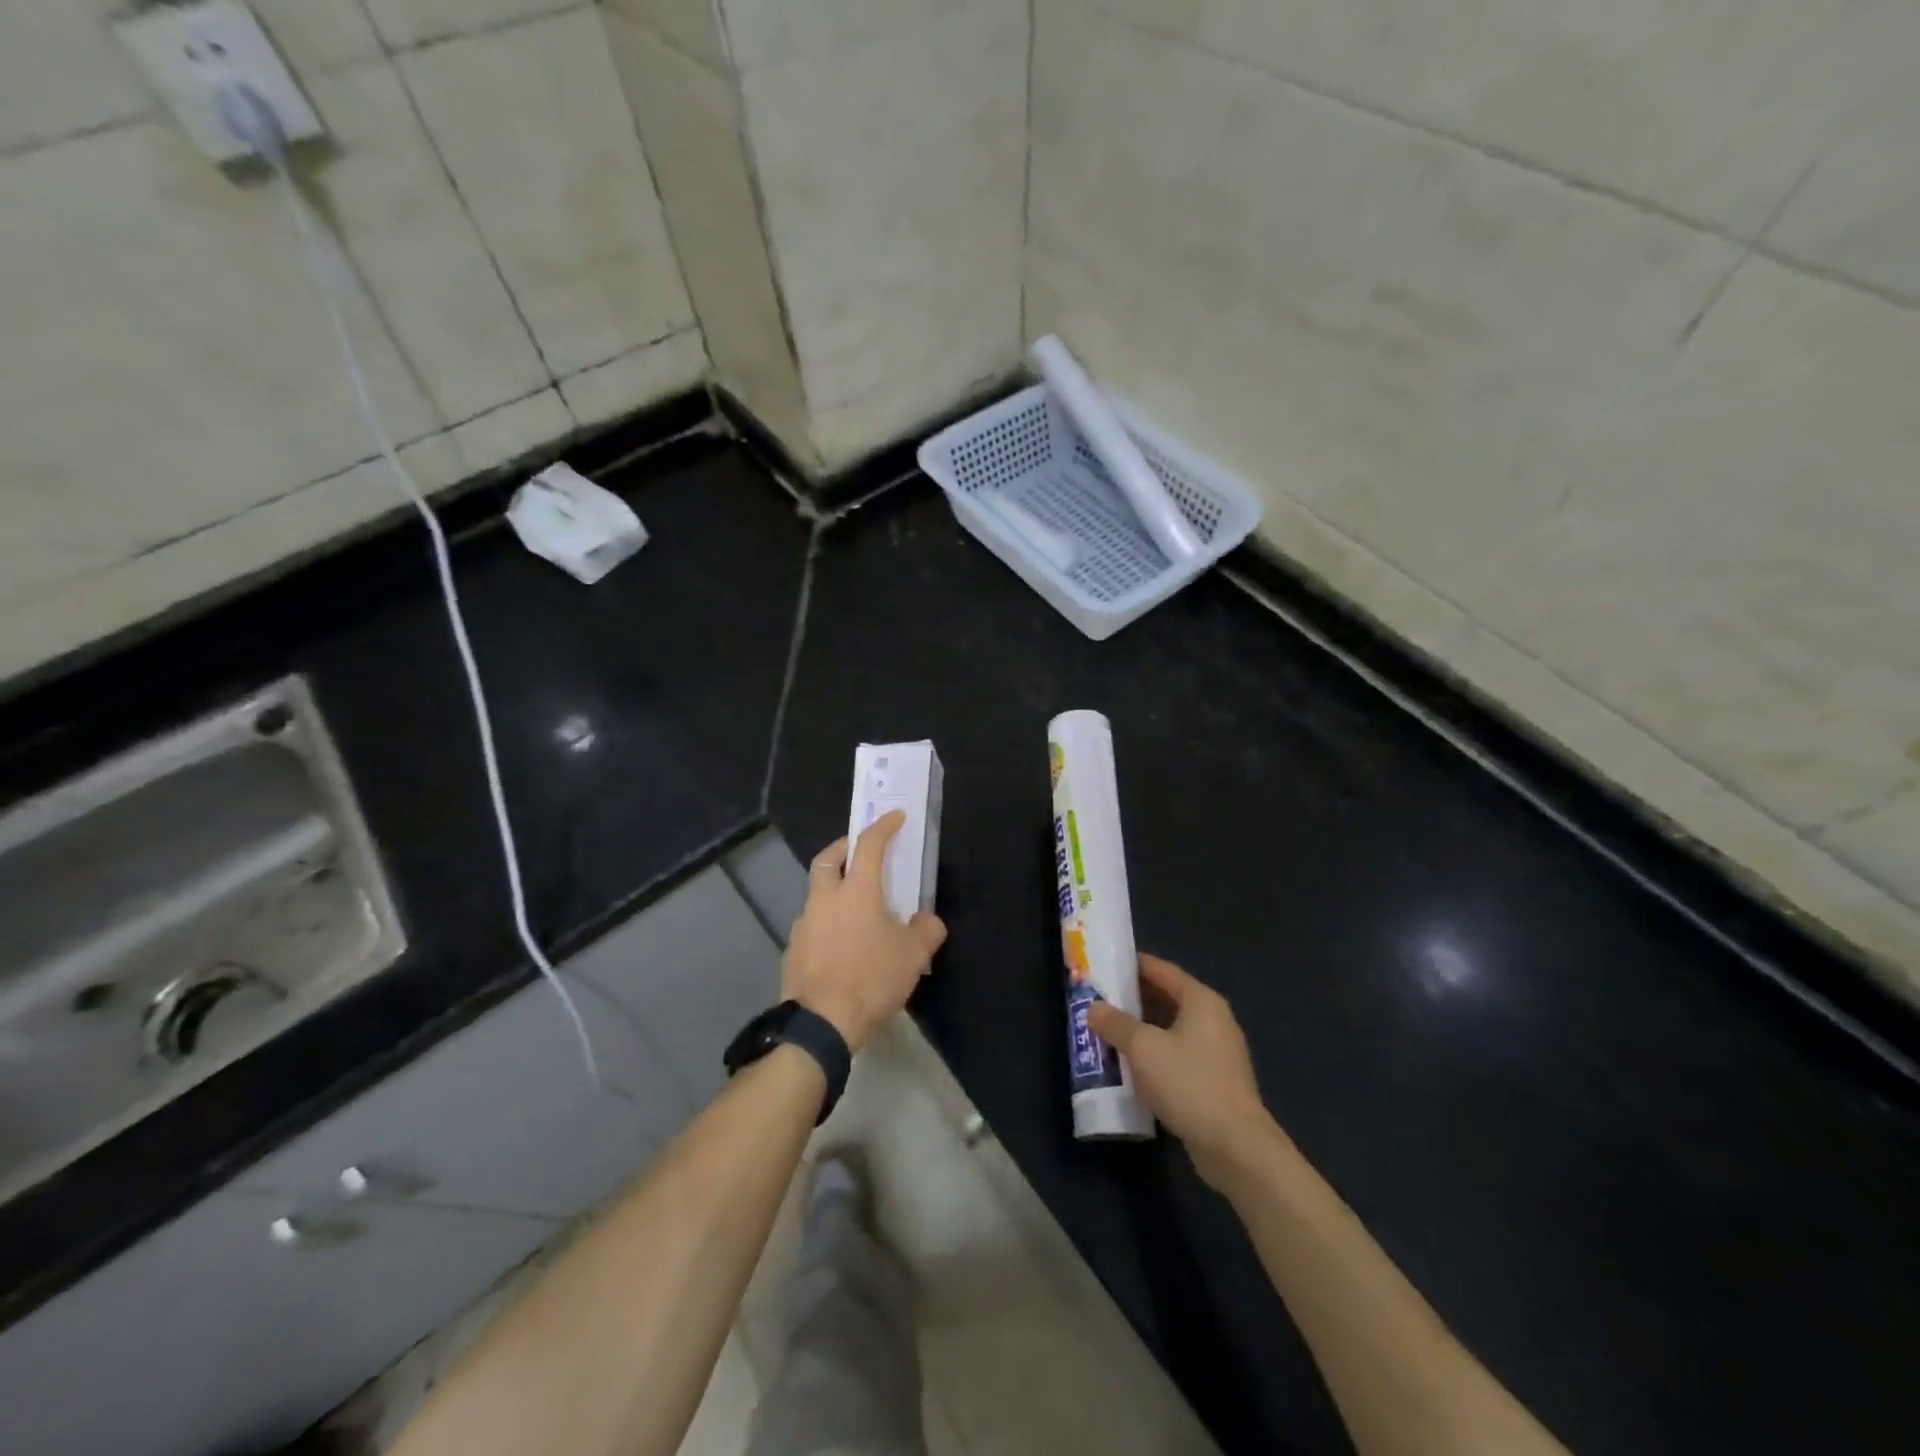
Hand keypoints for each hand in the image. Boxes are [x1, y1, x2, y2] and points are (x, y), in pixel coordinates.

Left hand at [783, 811, 947, 1052]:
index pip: (869, 845)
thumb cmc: (871, 979)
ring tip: (857, 908)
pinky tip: (842, 944)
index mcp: (856, 891)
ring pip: (817, 892)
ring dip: (834, 888)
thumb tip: (927, 922)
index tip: (895, 817)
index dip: (883, 827)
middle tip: (860, 852)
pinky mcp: (793, 949)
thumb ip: (925, 930)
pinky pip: (813, 924)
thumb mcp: (913, 956)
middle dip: (844, 848)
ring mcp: (804, 924)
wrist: (821, 1024)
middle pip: (827, 859)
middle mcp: (825, 899)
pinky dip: (827, 921)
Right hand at [1086, 954, 1275, 1188]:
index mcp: (1201, 1001)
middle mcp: (1214, 1020)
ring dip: (1142, 1030)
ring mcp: (1218, 1053)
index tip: (1107, 963)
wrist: (1235, 1146)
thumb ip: (1116, 1024)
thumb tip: (1094, 1007)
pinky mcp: (1216, 1082)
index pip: (1163, 970)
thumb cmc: (1188, 1083)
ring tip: (1109, 1031)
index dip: (1134, 965)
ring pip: (1172, 1030)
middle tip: (1100, 999)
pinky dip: (1155, 1056)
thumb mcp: (1142, 1048)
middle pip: (1168, 999)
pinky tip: (1132, 1067)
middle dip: (1134, 999)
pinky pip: (1178, 1057)